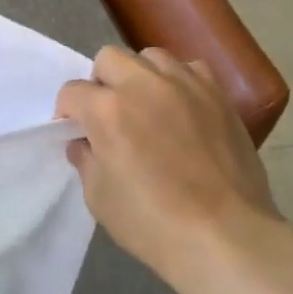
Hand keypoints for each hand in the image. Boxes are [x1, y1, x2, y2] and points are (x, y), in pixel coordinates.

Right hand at [55, 47, 289, 293]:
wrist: (225, 236)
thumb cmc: (152, 222)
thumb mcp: (99, 197)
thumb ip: (86, 160)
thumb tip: (85, 143)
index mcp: (107, 110)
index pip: (72, 92)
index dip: (67, 113)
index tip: (75, 133)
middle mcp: (143, 85)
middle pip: (109, 59)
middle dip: (100, 83)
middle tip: (108, 115)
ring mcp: (185, 86)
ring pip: (151, 57)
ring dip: (140, 76)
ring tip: (146, 106)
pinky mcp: (218, 96)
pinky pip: (191, 69)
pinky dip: (179, 81)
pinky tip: (181, 108)